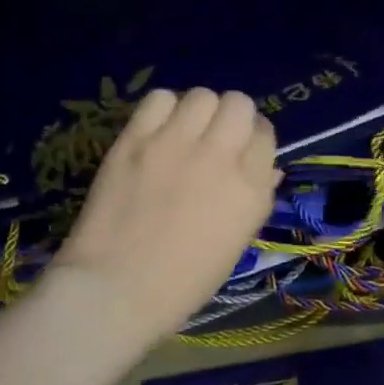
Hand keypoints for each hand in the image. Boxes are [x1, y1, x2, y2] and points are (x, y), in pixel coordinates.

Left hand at [51, 88, 280, 340]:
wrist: (115, 290)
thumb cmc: (182, 282)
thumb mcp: (235, 245)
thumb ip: (256, 199)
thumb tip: (268, 169)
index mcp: (250, 189)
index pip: (265, 134)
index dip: (253, 140)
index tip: (240, 152)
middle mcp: (220, 157)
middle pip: (239, 104)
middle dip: (231, 118)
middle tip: (214, 139)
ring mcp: (175, 144)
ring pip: (202, 95)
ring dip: (199, 112)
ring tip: (184, 133)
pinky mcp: (135, 139)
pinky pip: (159, 99)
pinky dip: (163, 110)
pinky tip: (157, 132)